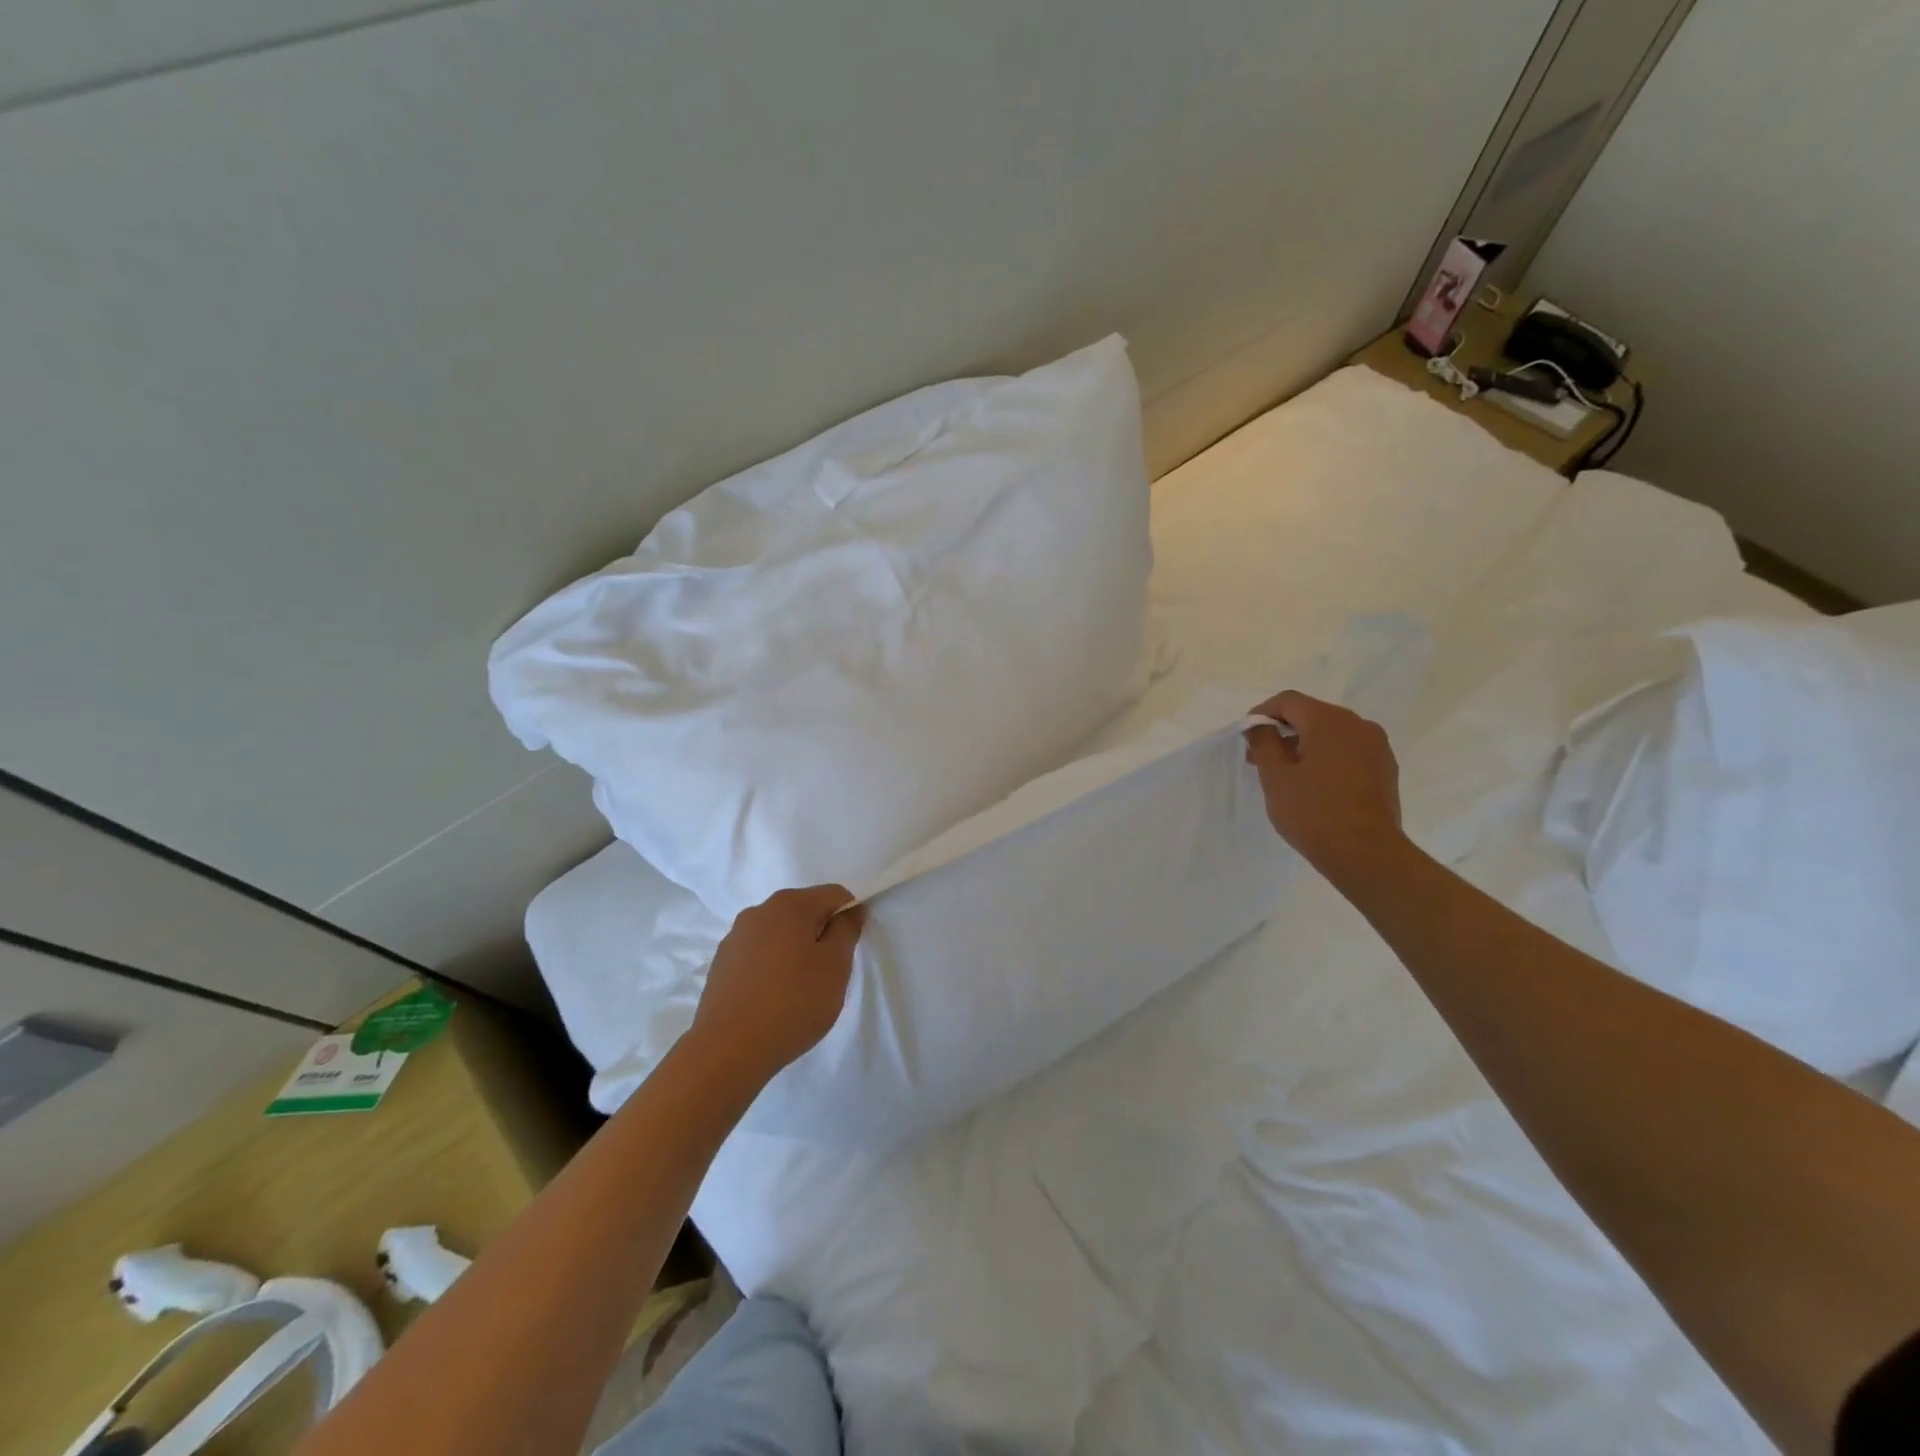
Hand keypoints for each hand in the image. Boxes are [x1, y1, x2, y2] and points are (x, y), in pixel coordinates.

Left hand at [689, 886, 866, 1083]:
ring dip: (795, 950)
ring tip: (799, 989)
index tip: (850, 949)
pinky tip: (773, 998)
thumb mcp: (836, 966)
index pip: (834, 894)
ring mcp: (735, 938)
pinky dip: (771, 967)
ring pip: (779, 934)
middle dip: (820, 933)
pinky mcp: (721, 965)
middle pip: (803, 911)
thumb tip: (851, 909)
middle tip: (829, 972)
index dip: (850, 915)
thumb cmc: (793, 1002)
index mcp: (790, 904)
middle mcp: (759, 911)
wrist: (728, 1050)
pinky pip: (757, 954)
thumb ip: (847, 930)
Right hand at [1244, 690, 1404, 879]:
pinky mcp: (1385, 768)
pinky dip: (1327, 758)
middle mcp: (1358, 724)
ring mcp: (1377, 746)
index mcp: (1329, 721)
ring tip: (1287, 775)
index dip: (1262, 713)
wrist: (1367, 854)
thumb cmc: (1313, 812)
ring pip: (1331, 734)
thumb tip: (1261, 726)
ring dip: (1305, 746)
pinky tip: (1315, 785)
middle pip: (1311, 715)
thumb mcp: (1275, 777)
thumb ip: (1264, 742)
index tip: (1247, 737)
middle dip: (1283, 732)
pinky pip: (1348, 751)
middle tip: (1260, 759)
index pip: (1288, 701)